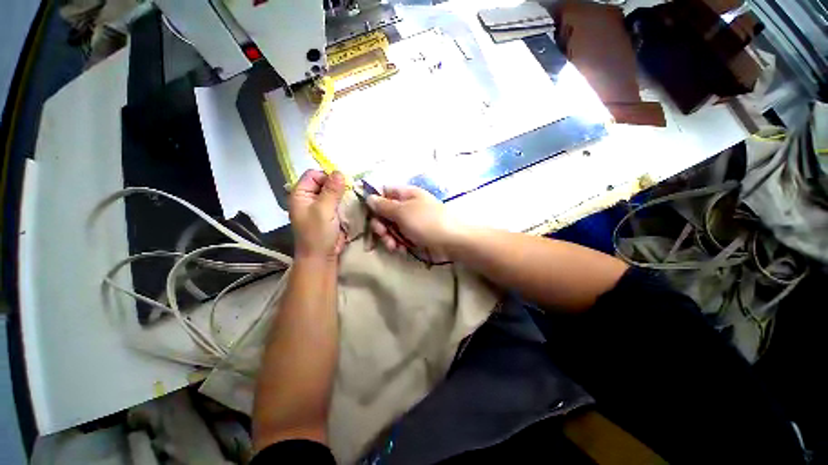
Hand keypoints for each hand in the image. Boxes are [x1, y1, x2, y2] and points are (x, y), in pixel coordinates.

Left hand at [290, 170, 346, 261]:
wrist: (321, 256)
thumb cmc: (318, 233)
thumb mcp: (324, 210)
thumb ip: (331, 190)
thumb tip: (339, 172)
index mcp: (301, 194)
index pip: (314, 175)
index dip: (327, 177)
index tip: (342, 186)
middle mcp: (309, 197)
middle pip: (325, 182)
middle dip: (338, 186)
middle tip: (350, 192)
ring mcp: (320, 206)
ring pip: (333, 192)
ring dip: (343, 194)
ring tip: (353, 198)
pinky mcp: (330, 213)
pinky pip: (338, 202)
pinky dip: (345, 202)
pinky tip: (353, 204)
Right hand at [367, 186, 462, 258]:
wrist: (452, 241)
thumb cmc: (426, 222)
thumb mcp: (403, 212)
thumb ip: (384, 205)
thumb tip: (369, 197)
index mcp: (406, 194)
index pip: (384, 192)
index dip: (375, 202)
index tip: (370, 213)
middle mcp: (407, 206)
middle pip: (385, 213)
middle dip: (381, 225)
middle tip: (382, 234)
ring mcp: (411, 222)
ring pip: (391, 228)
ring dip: (388, 237)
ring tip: (394, 245)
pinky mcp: (415, 236)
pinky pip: (400, 238)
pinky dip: (398, 244)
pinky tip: (401, 249)